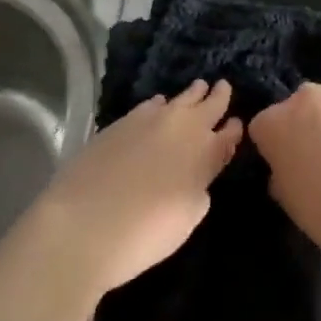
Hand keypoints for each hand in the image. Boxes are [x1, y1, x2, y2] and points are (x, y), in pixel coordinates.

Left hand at [39, 80, 242, 294]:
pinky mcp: (122, 121)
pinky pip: (151, 104)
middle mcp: (184, 127)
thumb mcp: (187, 219)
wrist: (83, 223)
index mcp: (206, 153)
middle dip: (218, 96)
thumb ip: (199, 190)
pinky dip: (160, 104)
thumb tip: (196, 175)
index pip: (228, 135)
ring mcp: (151, 119)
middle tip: (223, 86)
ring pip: (180, 98)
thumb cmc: (144, 233)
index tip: (237, 123)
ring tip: (197, 88)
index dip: (234, 129)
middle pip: (208, 105)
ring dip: (191, 95)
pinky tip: (158, 105)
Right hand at [249, 80, 320, 271]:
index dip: (273, 149)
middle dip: (304, 128)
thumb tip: (287, 169)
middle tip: (319, 162)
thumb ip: (282, 175)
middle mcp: (306, 97)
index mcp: (275, 122)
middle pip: (298, 108)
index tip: (285, 169)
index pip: (262, 128)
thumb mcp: (290, 203)